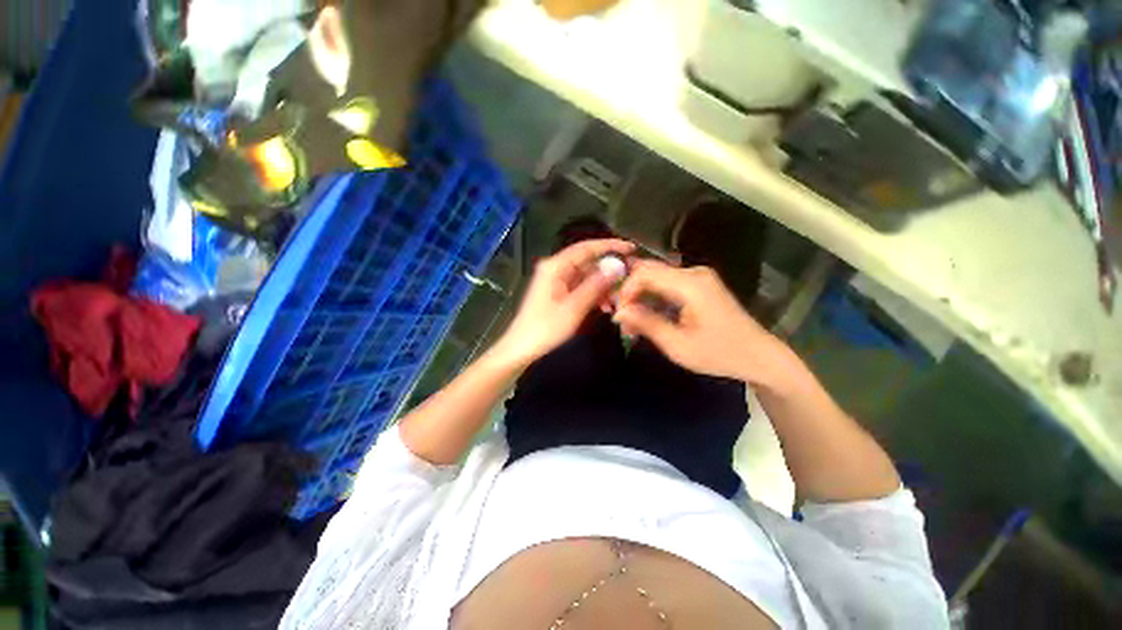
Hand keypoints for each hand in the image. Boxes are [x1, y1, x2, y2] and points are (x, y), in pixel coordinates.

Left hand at [492, 238, 633, 368]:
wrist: (521, 349)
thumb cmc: (545, 328)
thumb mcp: (574, 307)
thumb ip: (595, 285)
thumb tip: (617, 267)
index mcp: (555, 266)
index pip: (586, 248)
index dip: (610, 246)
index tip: (631, 248)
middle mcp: (556, 269)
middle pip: (587, 262)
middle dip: (609, 271)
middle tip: (630, 279)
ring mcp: (556, 281)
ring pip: (586, 276)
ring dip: (603, 286)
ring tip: (619, 299)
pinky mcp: (558, 293)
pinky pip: (580, 288)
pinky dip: (593, 294)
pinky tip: (605, 306)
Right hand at [613, 259, 787, 384]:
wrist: (758, 356)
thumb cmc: (718, 353)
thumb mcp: (677, 344)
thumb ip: (646, 324)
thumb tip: (618, 312)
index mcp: (690, 284)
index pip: (644, 273)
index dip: (626, 291)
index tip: (619, 315)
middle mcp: (693, 273)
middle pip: (649, 272)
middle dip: (630, 293)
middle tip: (622, 319)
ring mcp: (698, 277)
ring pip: (656, 278)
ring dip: (641, 297)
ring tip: (632, 324)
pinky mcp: (699, 285)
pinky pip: (667, 285)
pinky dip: (653, 299)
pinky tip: (648, 318)